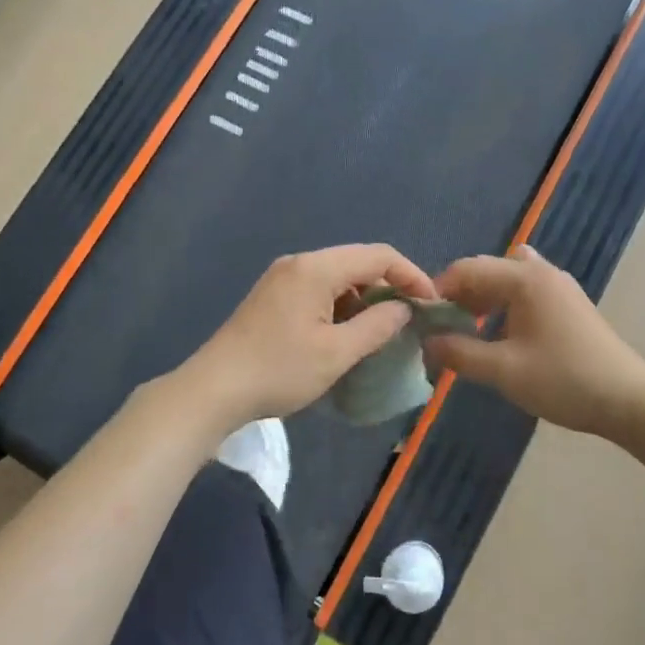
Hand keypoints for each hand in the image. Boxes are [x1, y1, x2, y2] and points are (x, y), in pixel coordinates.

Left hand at [178, 244, 437, 432]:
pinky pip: (318, 290)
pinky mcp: (272, 297)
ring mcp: (281, 279)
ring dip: (364, 299)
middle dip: (389, 287)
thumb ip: (377, 326)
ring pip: (337, 277)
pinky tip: (346, 334)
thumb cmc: (278, 370)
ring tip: (382, 331)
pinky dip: (341, 306)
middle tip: (410, 320)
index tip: (431, 305)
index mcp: (316, 268)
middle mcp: (299, 263)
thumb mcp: (336, 353)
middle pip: (357, 262)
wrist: (213, 389)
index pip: (378, 255)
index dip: (411, 275)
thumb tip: (403, 308)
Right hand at [424, 246, 644, 439]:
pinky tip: (498, 328)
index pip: (466, 269)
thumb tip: (426, 342)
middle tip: (440, 328)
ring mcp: (558, 286)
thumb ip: (458, 353)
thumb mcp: (503, 371)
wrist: (629, 401)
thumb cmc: (563, 381)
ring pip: (505, 280)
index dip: (438, 291)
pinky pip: (524, 291)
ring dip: (480, 300)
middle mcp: (541, 271)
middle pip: (485, 270)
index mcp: (524, 278)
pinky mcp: (568, 303)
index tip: (420, 320)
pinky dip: (503, 304)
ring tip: (465, 330)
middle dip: (458, 295)